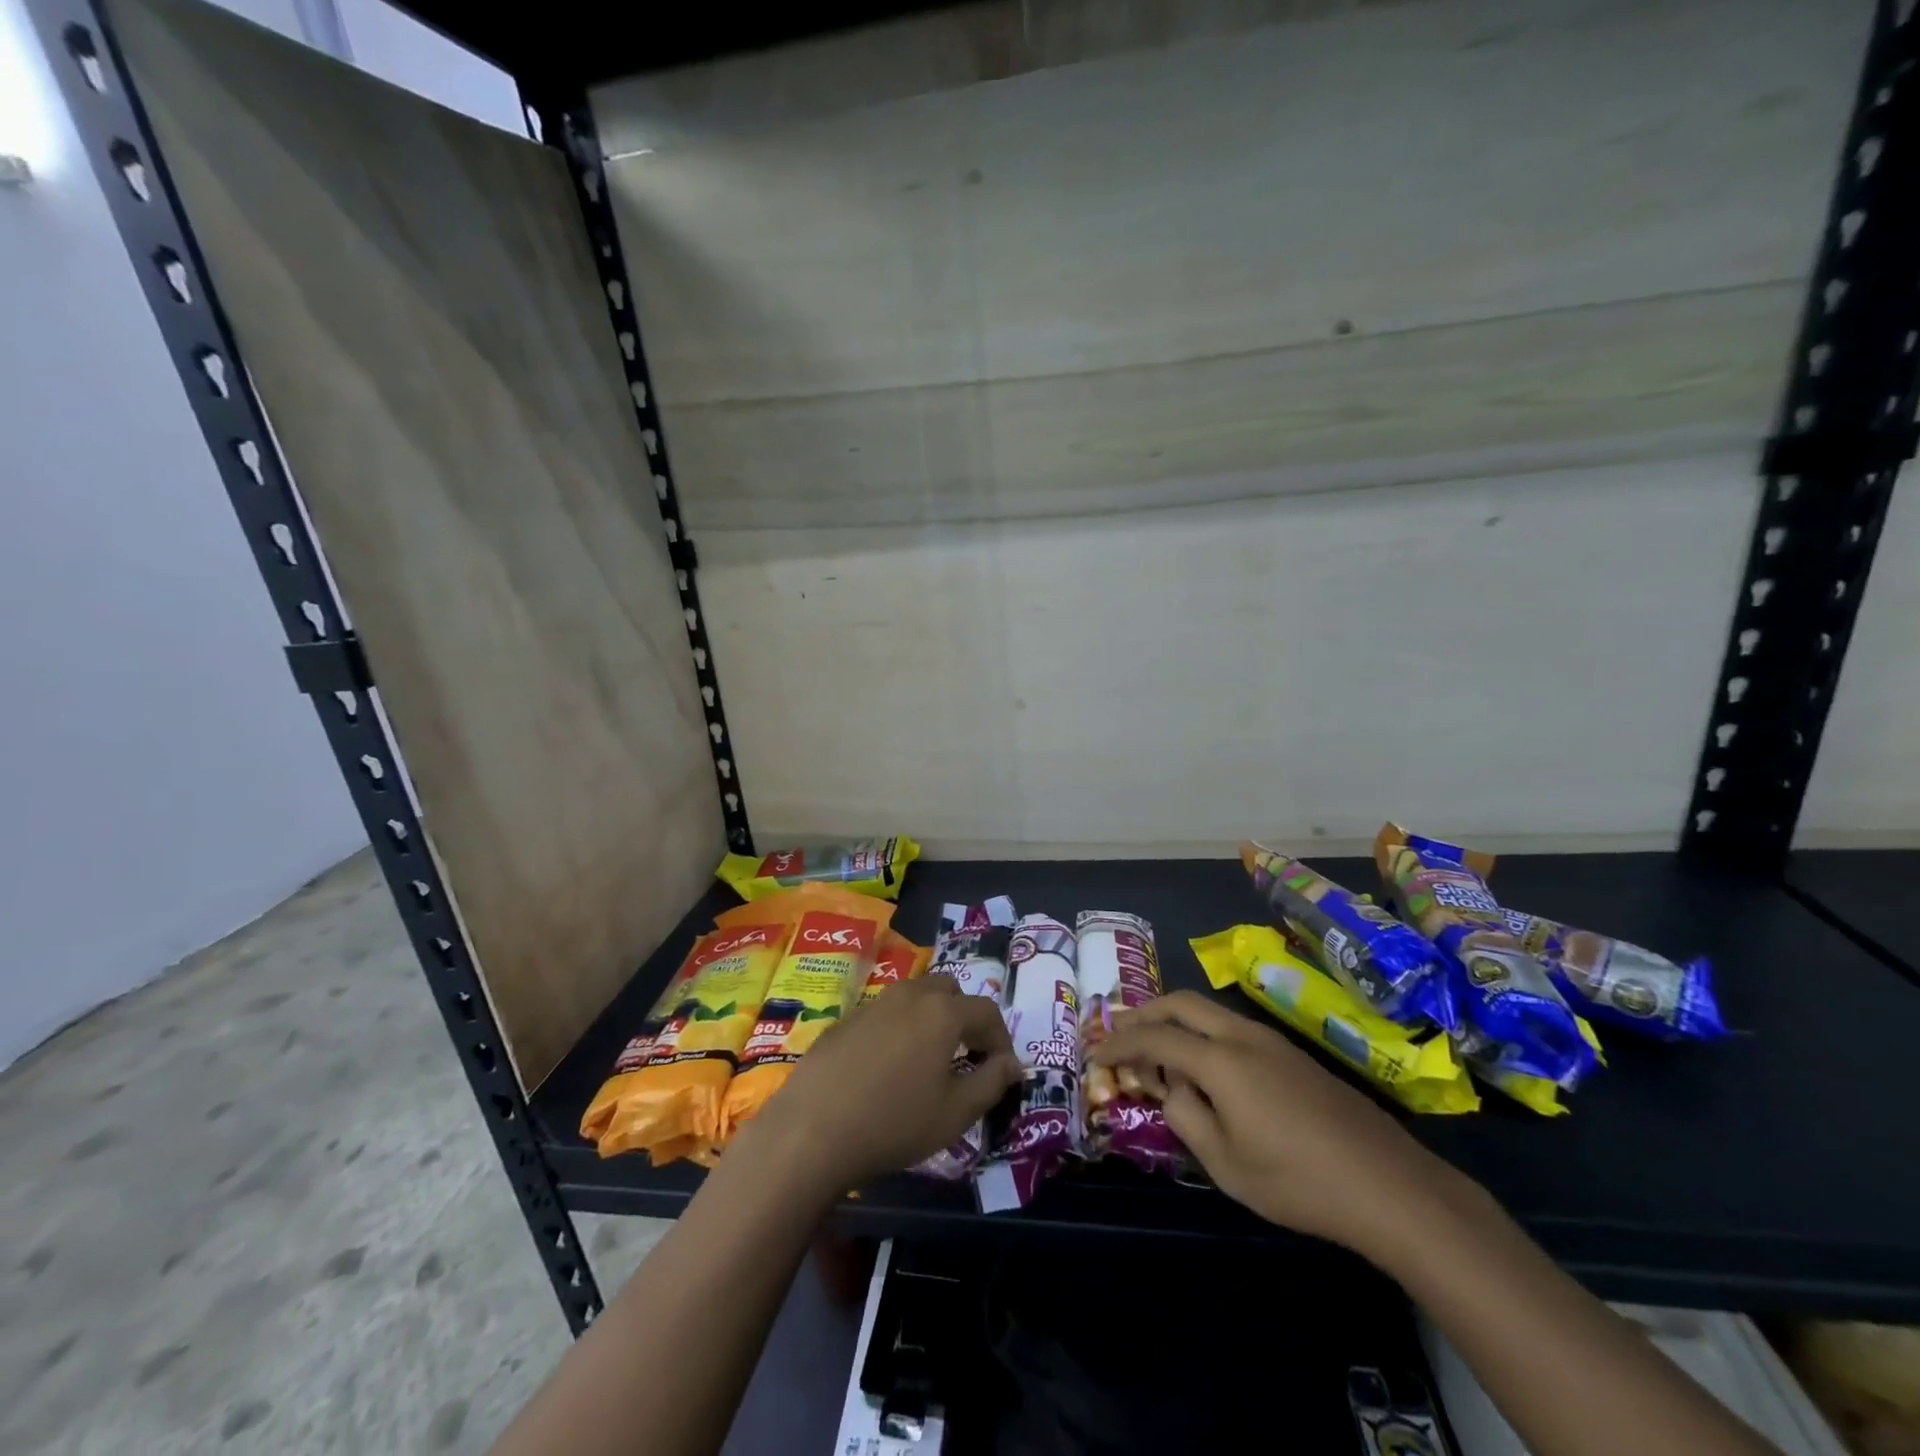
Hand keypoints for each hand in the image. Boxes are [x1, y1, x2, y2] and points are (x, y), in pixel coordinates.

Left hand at [748, 975, 1019, 1190]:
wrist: (811, 1130)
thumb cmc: (894, 1123)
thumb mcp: (955, 1113)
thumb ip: (991, 1082)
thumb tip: (1013, 1064)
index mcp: (942, 1012)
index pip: (987, 1011)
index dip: (1001, 1039)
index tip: (1002, 1070)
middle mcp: (910, 995)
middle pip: (949, 990)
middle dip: (965, 1016)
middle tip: (966, 1055)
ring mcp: (874, 1004)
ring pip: (915, 996)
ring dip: (931, 1018)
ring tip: (929, 1060)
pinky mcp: (845, 1020)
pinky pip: (885, 1014)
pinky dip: (899, 1029)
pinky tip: (887, 1068)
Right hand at [1088, 991, 1454, 1257]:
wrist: (1389, 1185)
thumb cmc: (1298, 1182)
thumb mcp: (1226, 1163)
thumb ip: (1185, 1116)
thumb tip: (1171, 1087)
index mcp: (1220, 1061)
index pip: (1155, 1037)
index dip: (1119, 1043)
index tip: (1094, 1053)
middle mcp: (1242, 1035)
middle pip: (1180, 1002)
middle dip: (1143, 1012)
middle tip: (1117, 1032)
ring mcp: (1271, 1040)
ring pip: (1208, 1010)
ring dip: (1174, 1019)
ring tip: (1154, 1047)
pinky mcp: (1292, 1054)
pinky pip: (1231, 1026)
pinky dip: (1201, 1032)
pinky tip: (1202, 1065)